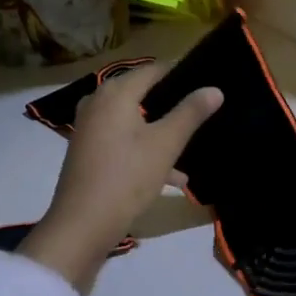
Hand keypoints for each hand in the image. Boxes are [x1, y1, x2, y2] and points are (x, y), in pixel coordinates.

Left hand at [20, 63, 222, 292]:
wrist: (81, 225)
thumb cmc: (126, 178)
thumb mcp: (165, 145)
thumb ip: (190, 113)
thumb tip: (214, 88)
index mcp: (115, 93)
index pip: (153, 69)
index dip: (181, 73)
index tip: (207, 83)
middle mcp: (97, 102)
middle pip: (142, 94)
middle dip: (172, 105)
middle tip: (203, 114)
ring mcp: (89, 127)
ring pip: (134, 121)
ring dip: (162, 133)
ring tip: (193, 149)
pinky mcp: (87, 151)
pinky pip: (122, 140)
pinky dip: (145, 150)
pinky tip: (173, 177)